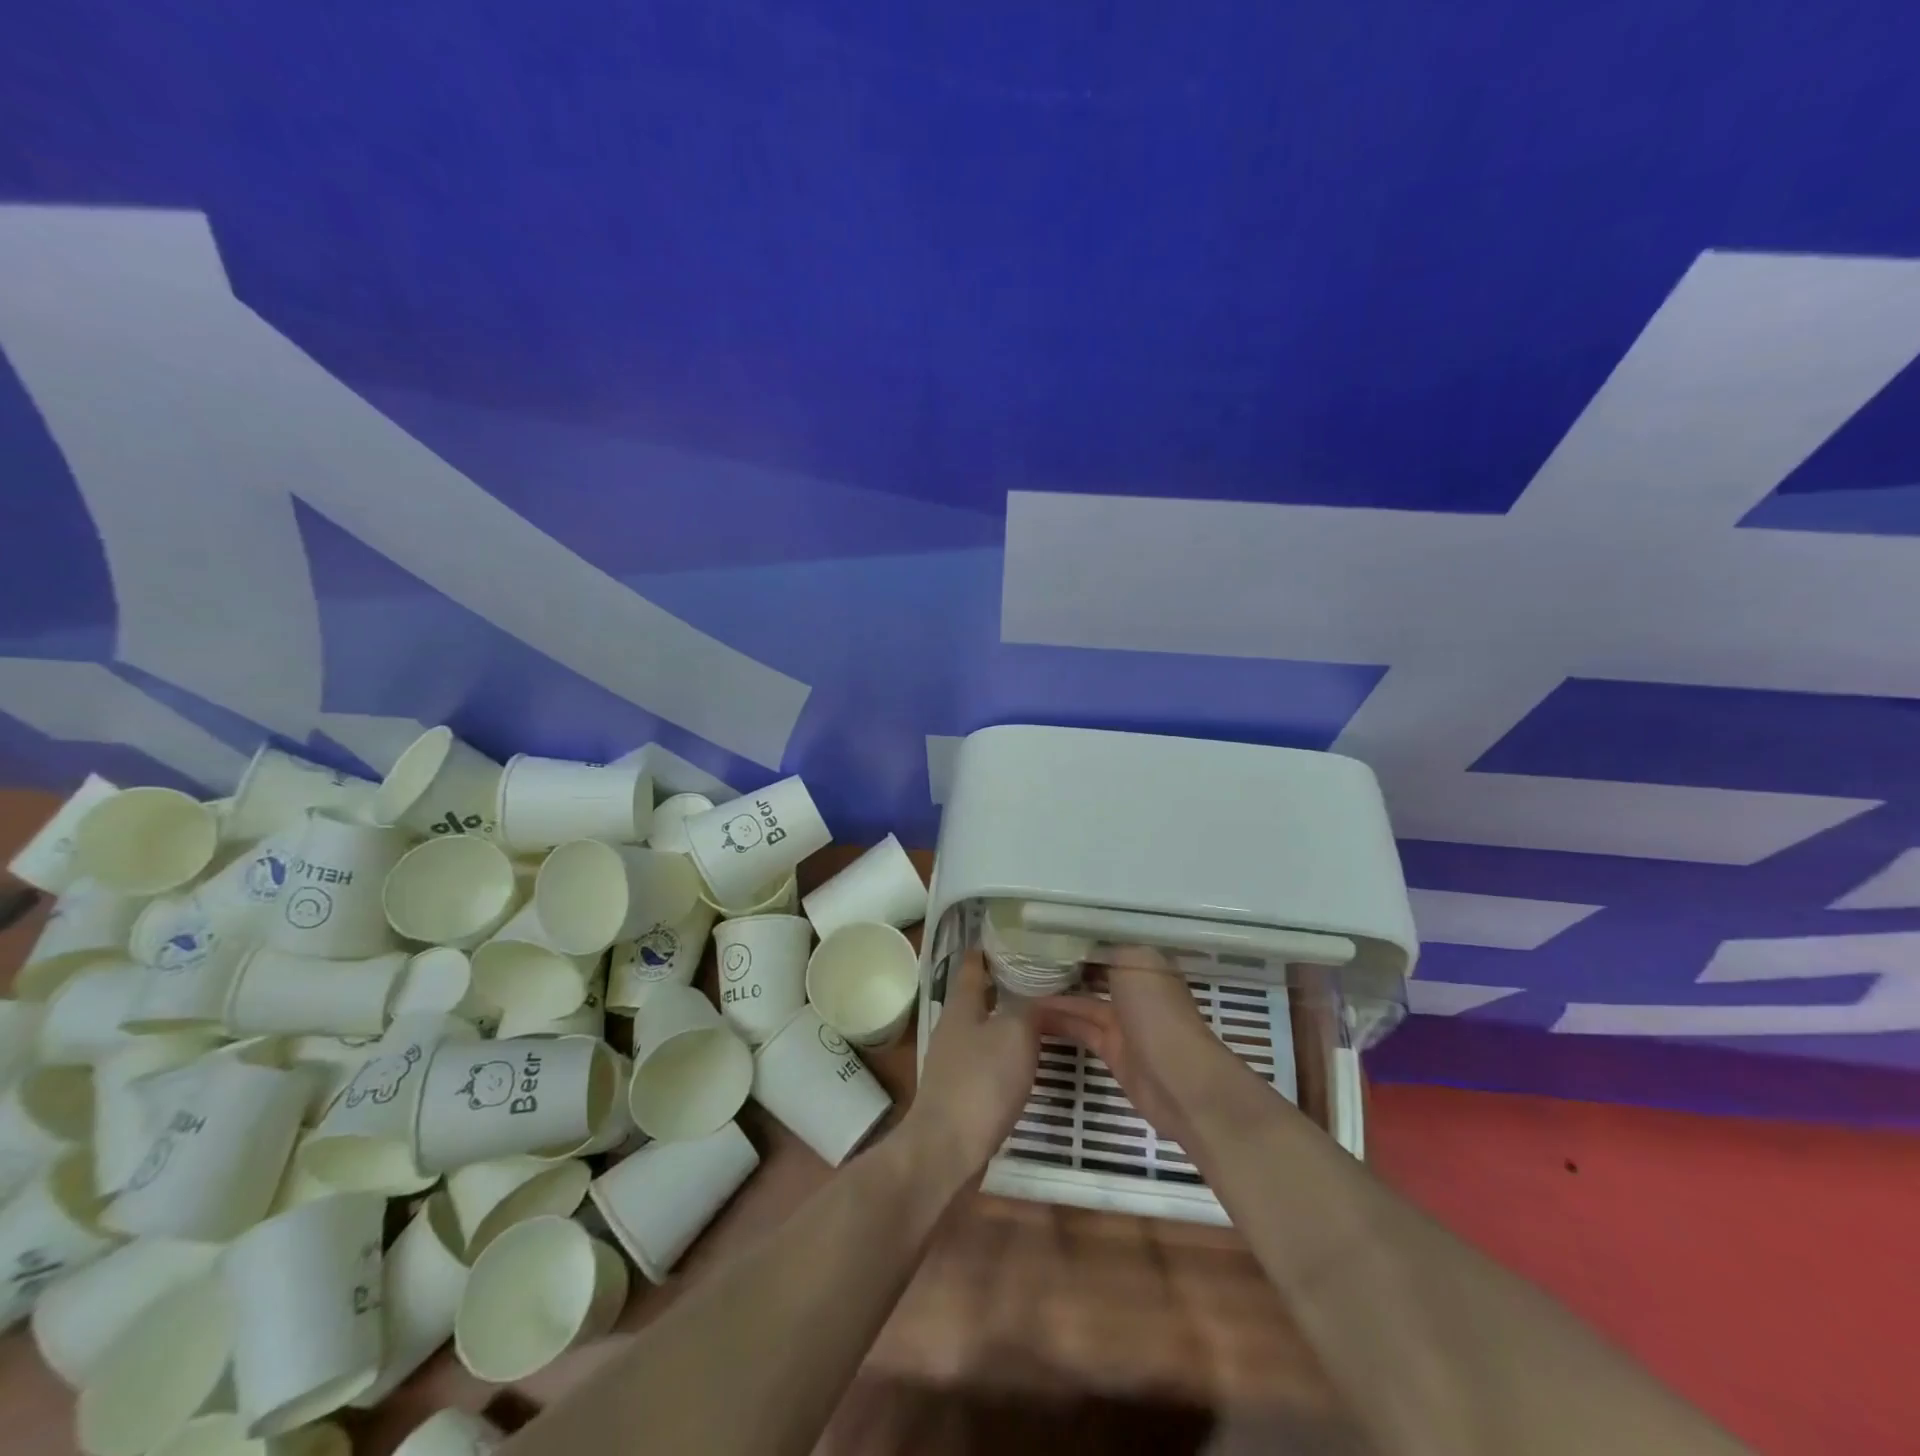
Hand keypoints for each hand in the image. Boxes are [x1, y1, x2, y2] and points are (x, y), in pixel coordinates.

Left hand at [903, 949, 1044, 1175]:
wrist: (947, 1149)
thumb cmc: (981, 1082)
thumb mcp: (1015, 1033)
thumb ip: (1029, 1008)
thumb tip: (1039, 996)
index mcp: (961, 1004)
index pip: (972, 963)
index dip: (989, 947)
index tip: (1012, 935)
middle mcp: (953, 1026)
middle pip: (980, 995)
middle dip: (1006, 984)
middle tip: (1042, 976)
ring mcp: (954, 1060)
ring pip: (986, 1027)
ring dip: (1009, 1020)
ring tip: (1043, 1015)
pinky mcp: (961, 1090)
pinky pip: (988, 1059)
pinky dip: (1007, 1052)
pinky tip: (1028, 1060)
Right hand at [1033, 947, 1224, 1141]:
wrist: (1179, 1080)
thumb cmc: (1157, 1012)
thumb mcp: (1135, 962)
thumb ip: (1107, 949)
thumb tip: (1081, 943)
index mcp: (1146, 963)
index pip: (1107, 943)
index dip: (1078, 937)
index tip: (1044, 930)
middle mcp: (1136, 988)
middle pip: (1094, 971)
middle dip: (1064, 965)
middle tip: (1023, 956)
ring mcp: (1124, 1021)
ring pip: (1083, 1001)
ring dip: (1054, 994)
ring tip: (1017, 985)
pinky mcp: (1112, 1050)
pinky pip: (1080, 1028)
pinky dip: (1058, 1021)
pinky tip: (1030, 1014)